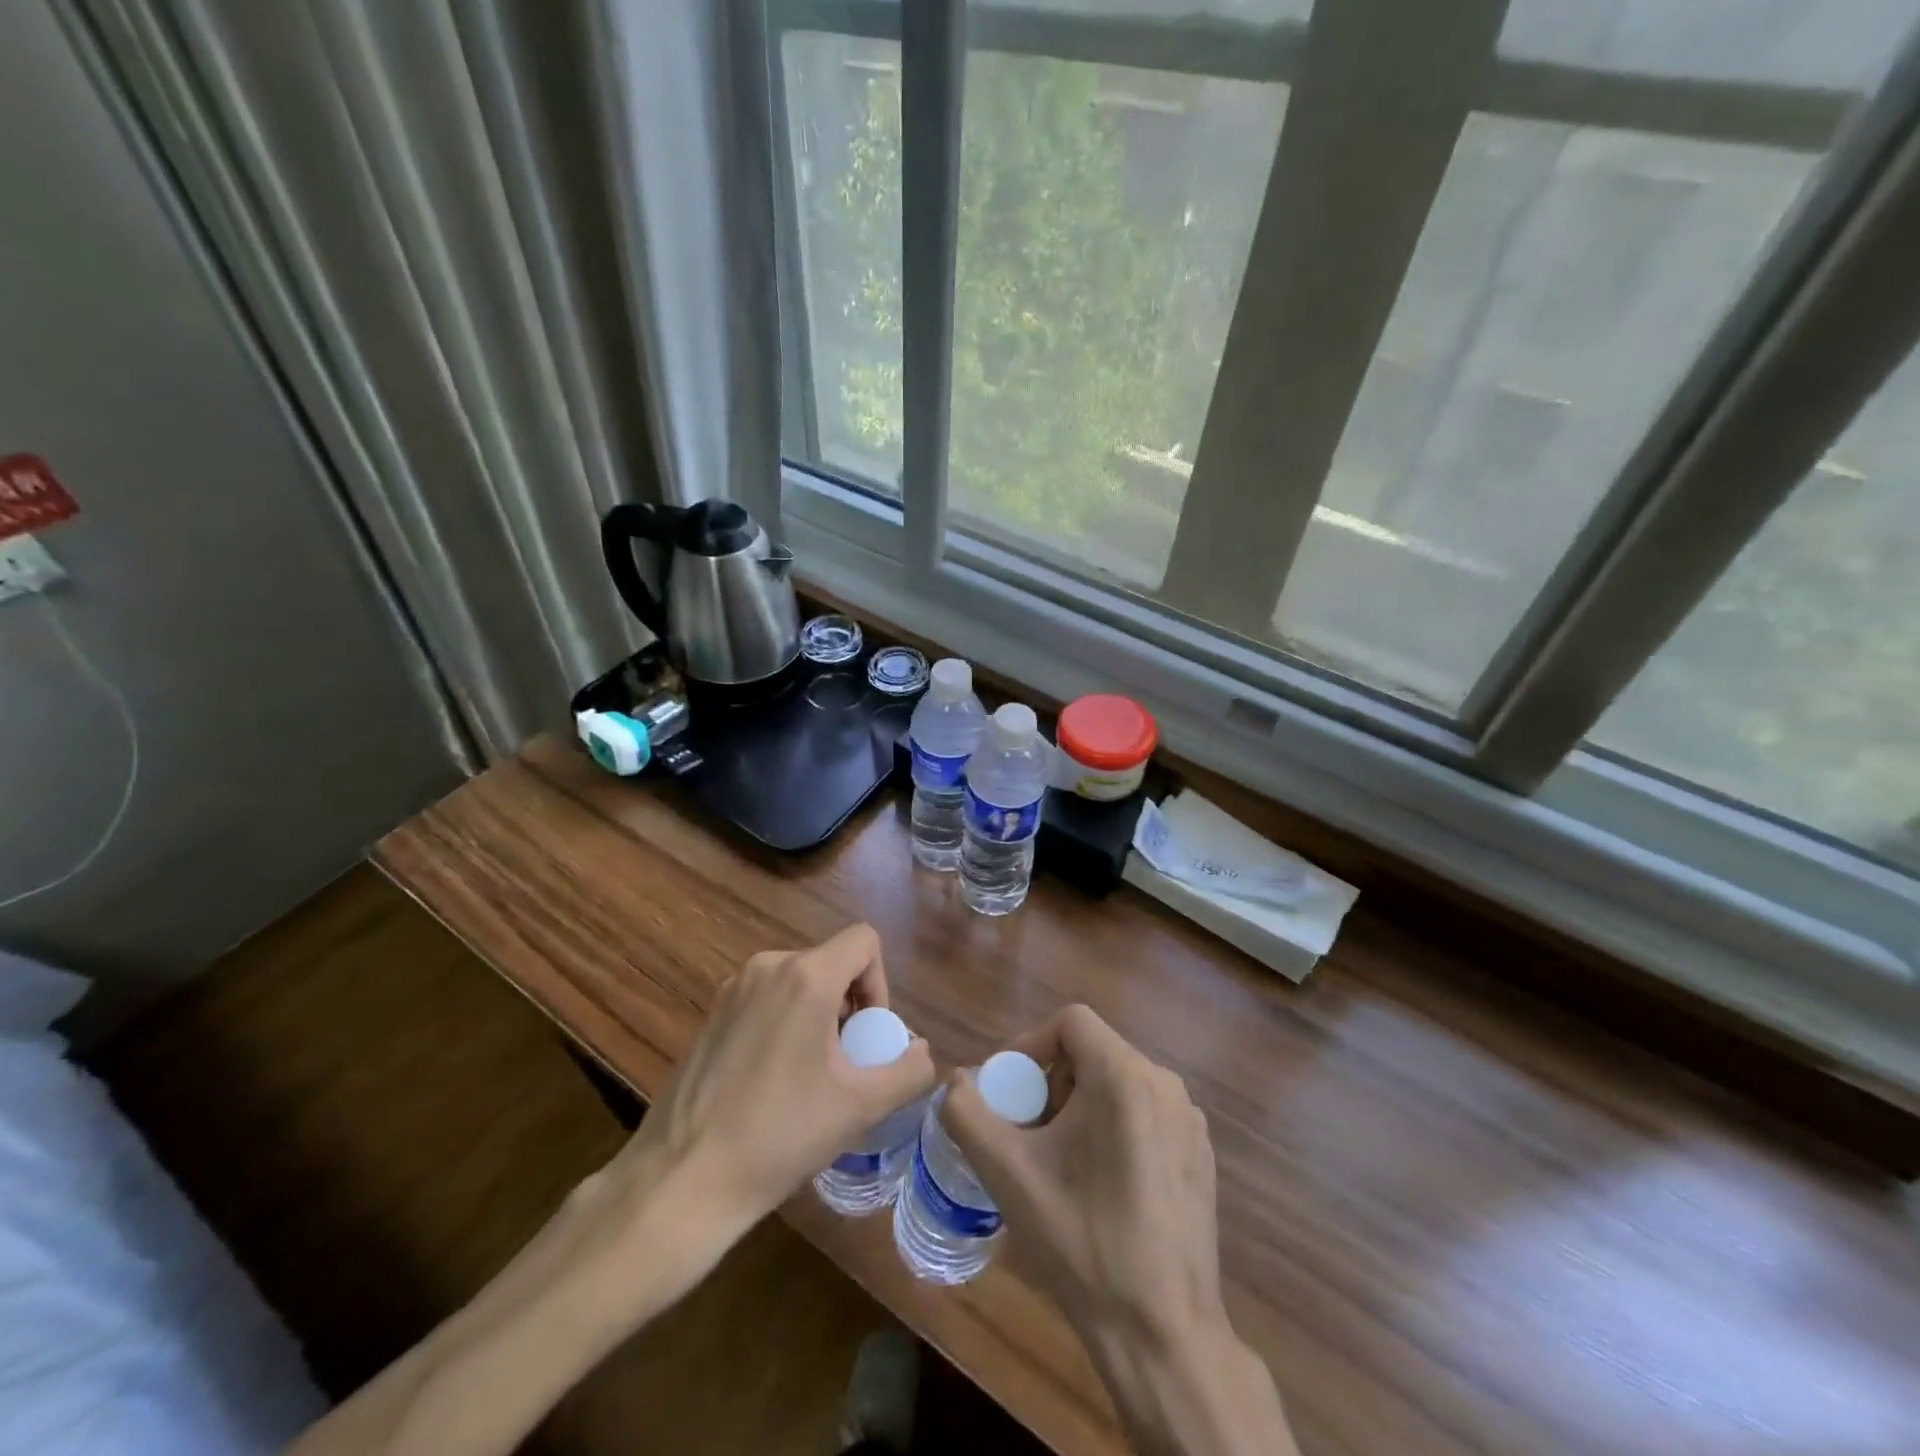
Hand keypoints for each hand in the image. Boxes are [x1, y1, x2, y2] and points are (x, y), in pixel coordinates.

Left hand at [624, 923, 935, 1237]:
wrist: (682, 1180)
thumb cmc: (780, 1135)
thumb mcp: (860, 1106)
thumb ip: (908, 1070)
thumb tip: (921, 1051)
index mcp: (806, 976)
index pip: (864, 940)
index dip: (881, 983)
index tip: (868, 1035)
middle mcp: (767, 966)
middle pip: (831, 963)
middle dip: (850, 1005)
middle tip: (846, 1063)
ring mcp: (732, 989)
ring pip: (797, 982)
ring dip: (818, 1016)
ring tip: (810, 1076)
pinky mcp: (710, 1015)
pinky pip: (765, 999)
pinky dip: (784, 1024)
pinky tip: (772, 1082)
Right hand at [943, 1004, 1222, 1349]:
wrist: (1163, 1334)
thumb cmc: (1081, 1242)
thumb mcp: (1008, 1174)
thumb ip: (968, 1114)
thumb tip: (956, 1081)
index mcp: (1125, 1075)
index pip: (1070, 1022)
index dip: (1030, 1044)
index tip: (1009, 1091)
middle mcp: (1165, 1084)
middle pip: (1093, 1052)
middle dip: (1051, 1082)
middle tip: (1026, 1130)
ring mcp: (1190, 1121)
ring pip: (1119, 1083)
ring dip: (1079, 1106)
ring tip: (1056, 1160)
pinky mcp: (1200, 1155)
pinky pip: (1146, 1114)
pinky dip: (1113, 1128)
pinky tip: (1099, 1185)